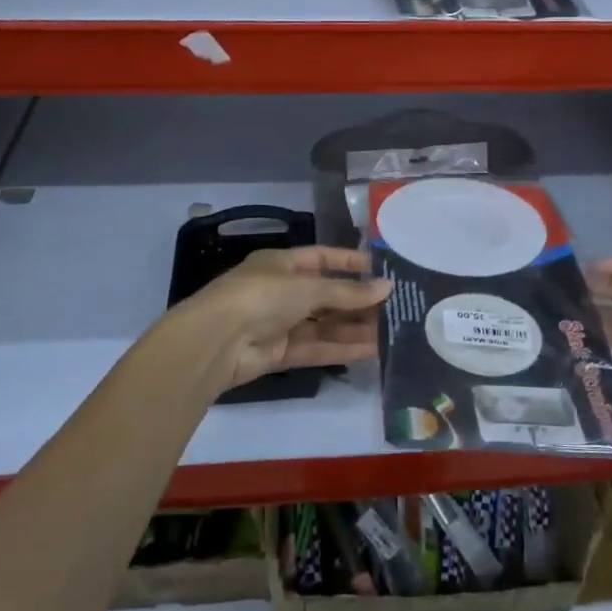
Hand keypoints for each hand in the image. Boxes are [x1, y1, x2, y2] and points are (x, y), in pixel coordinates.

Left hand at [174, 246, 390, 390]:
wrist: (216, 342)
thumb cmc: (261, 297)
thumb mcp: (308, 287)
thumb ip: (348, 291)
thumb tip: (387, 287)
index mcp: (282, 263)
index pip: (322, 257)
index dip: (350, 262)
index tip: (381, 268)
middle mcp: (282, 291)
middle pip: (327, 294)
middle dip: (358, 300)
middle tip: (395, 306)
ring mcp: (280, 323)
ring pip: (325, 323)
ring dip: (355, 327)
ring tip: (392, 330)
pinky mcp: (280, 352)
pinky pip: (317, 347)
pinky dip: (342, 348)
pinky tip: (373, 350)